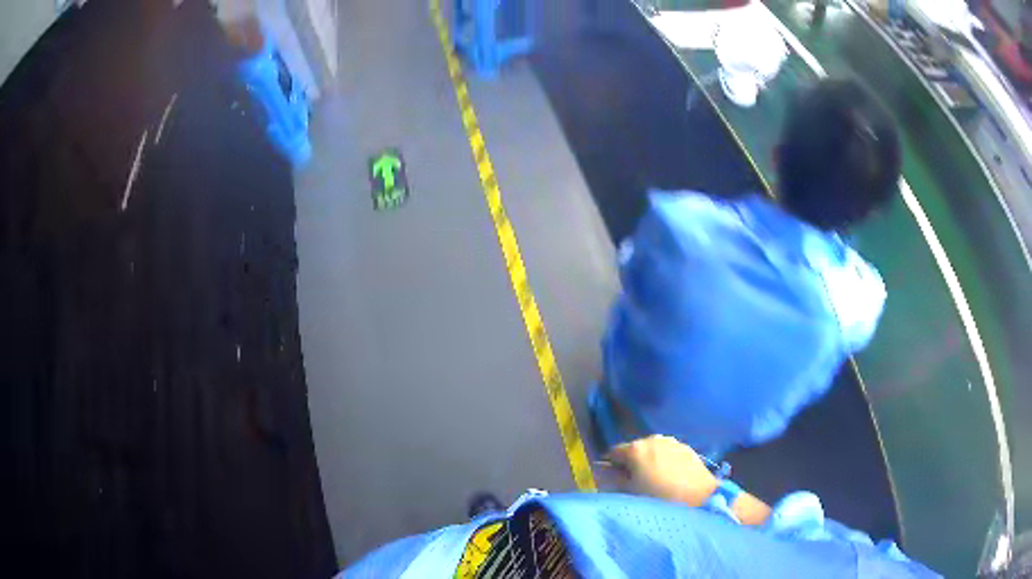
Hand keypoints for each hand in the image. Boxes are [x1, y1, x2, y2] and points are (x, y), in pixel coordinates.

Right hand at [603, 435, 717, 506]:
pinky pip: (668, 453)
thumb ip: (614, 480)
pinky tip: (670, 478)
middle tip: (635, 483)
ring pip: (653, 450)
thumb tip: (604, 472)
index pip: (613, 452)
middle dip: (632, 463)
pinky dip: (665, 462)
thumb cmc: (659, 498)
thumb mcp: (630, 493)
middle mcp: (653, 439)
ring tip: (655, 481)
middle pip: (634, 449)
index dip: (610, 466)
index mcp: (635, 448)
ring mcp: (672, 442)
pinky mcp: (688, 448)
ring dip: (650, 461)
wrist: (700, 498)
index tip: (614, 480)